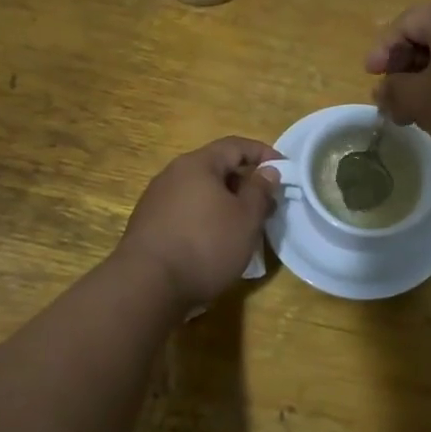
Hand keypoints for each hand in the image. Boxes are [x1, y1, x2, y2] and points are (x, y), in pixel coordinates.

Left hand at [114, 137, 279, 307]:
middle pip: (216, 168)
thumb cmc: (205, 245)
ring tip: (244, 226)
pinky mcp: (148, 225)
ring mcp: (156, 200)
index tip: (284, 170)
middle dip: (245, 182)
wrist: (146, 286)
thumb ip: (260, 191)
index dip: (263, 153)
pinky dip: (206, 218)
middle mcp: (173, 174)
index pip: (236, 145)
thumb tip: (268, 171)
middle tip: (267, 204)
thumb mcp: (245, 219)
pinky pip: (186, 211)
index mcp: (197, 164)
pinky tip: (215, 242)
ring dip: (226, 203)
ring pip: (200, 191)